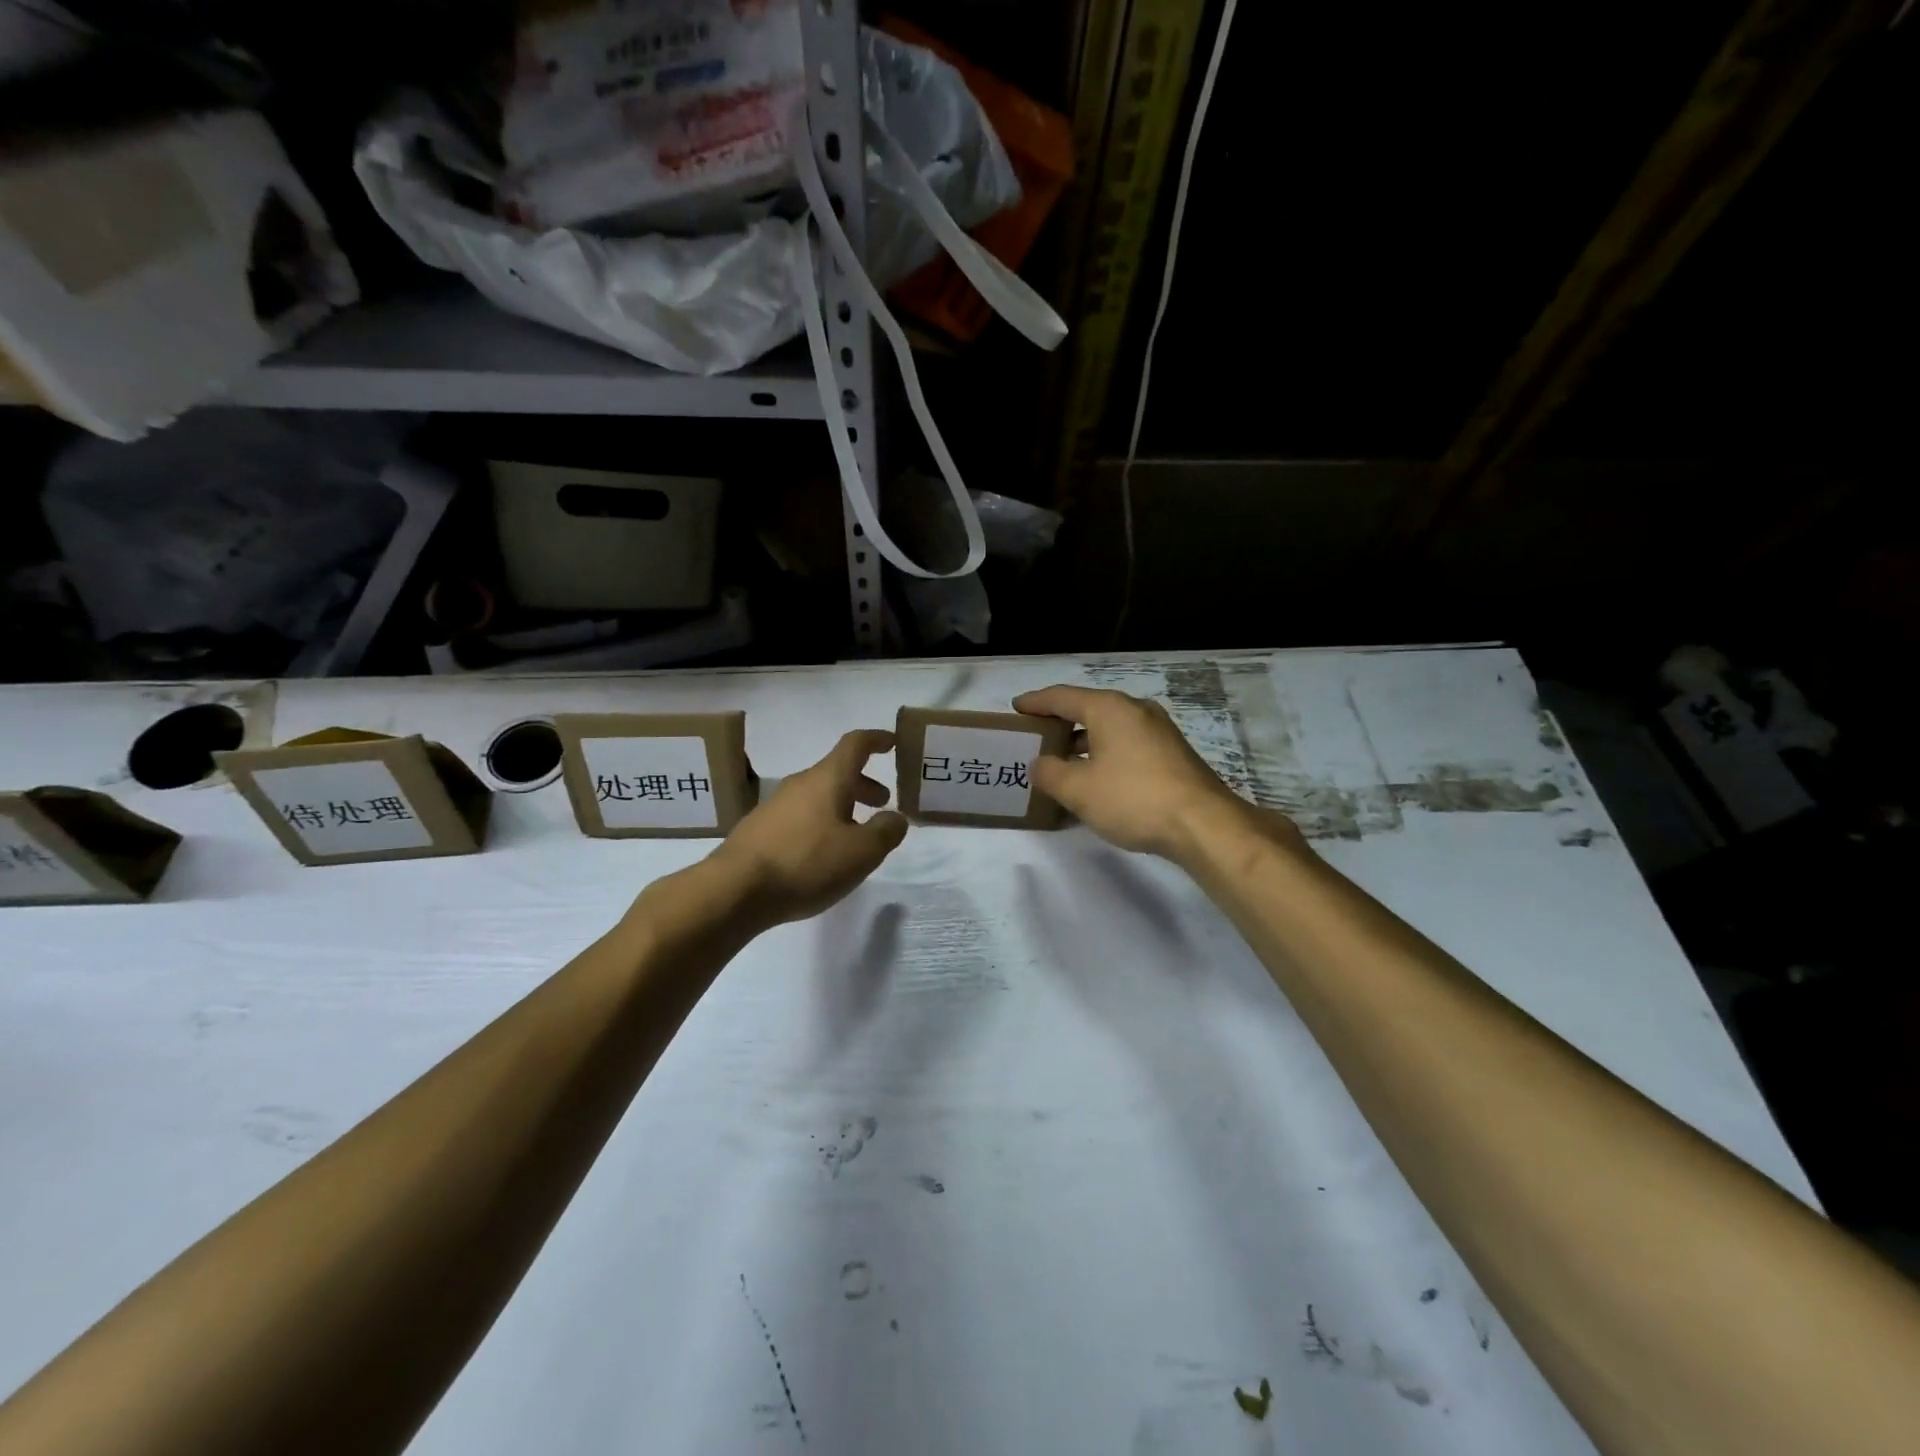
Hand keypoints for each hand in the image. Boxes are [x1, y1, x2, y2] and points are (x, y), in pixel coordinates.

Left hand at [711, 729, 908, 927]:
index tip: (894, 743)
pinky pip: (800, 816)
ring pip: (818, 796)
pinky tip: (822, 855)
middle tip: (882, 803)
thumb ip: (886, 831)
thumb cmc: (806, 863)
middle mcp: (800, 784)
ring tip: (856, 835)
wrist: (734, 890)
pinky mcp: (759, 830)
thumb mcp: (861, 852)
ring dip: (843, 806)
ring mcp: (775, 806)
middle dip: (863, 784)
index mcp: (827, 779)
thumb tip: (896, 818)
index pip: (856, 744)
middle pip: (837, 772)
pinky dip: (820, 824)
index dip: (877, 740)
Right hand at [1013, 685, 1301, 864]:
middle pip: (1087, 709)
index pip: (1062, 697)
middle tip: (1035, 737)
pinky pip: (1126, 744)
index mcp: (1109, 708)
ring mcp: (1158, 730)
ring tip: (1061, 761)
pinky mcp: (1171, 753)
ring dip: (1082, 742)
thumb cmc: (1133, 798)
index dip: (1035, 702)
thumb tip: (1040, 764)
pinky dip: (1104, 754)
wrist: (1203, 824)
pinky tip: (1096, 778)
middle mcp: (1135, 710)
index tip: (1016, 708)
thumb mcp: (1078, 789)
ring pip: (1109, 728)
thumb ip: (1050, 773)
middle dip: (1059, 723)